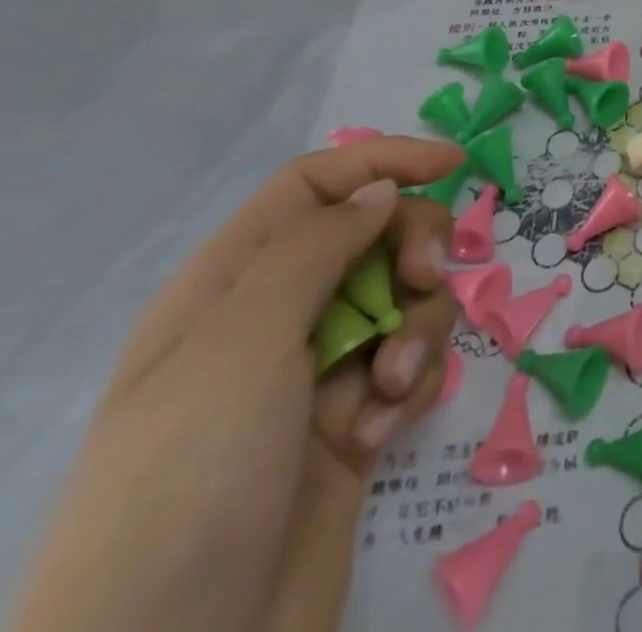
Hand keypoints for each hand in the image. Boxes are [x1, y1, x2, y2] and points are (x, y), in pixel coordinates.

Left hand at [9, 137, 464, 631]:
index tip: (453, 164)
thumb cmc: (188, 480)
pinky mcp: (353, 424)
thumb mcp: (241, 343)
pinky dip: (408, 386)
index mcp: (230, 285)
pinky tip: (377, 433)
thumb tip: (379, 188)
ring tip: (390, 386)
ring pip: (404, 300)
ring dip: (417, 329)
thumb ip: (316, 247)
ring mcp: (316, 375)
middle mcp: (274, 319)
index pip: (315, 185)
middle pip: (374, 234)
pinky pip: (409, 366)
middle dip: (414, 247)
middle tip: (424, 279)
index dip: (382, 160)